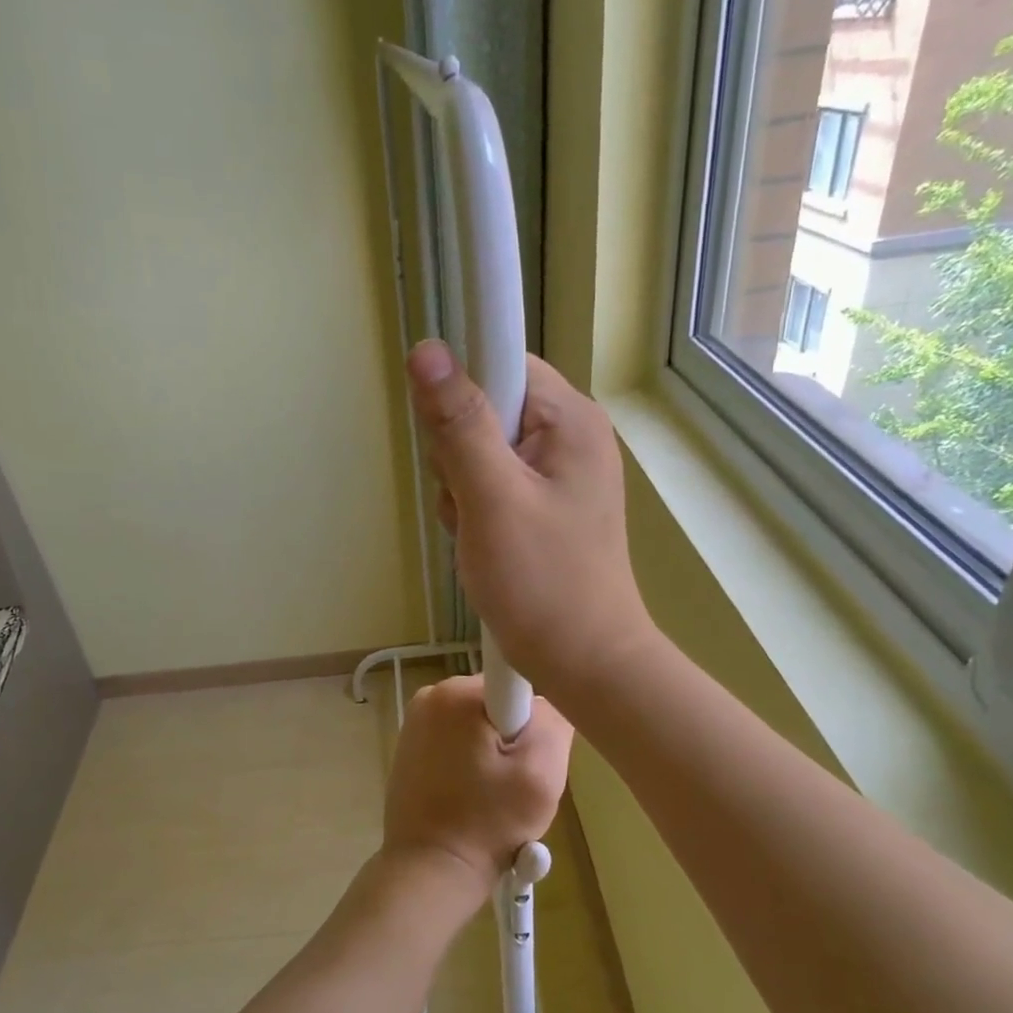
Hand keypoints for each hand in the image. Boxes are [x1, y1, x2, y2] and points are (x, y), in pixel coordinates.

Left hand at [383, 675, 573, 894]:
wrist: (430, 871)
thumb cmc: (487, 822)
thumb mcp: (541, 773)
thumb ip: (554, 722)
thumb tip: (549, 700)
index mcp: (456, 692)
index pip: (517, 681)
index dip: (534, 718)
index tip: (529, 754)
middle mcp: (430, 696)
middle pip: (498, 703)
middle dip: (515, 738)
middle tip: (517, 782)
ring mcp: (415, 722)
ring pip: (479, 724)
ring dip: (495, 754)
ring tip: (494, 795)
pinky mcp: (410, 748)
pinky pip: (457, 741)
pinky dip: (472, 763)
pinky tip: (473, 797)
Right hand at [407, 341, 655, 709]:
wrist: (585, 662)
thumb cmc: (542, 584)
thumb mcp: (492, 500)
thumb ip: (458, 424)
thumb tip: (427, 349)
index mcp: (570, 420)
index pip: (502, 361)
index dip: (463, 392)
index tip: (450, 443)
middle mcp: (570, 436)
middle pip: (486, 408)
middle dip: (459, 455)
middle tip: (470, 504)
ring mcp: (559, 474)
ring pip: (481, 452)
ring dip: (462, 490)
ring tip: (479, 534)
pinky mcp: (546, 506)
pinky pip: (492, 486)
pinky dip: (475, 511)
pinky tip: (483, 544)